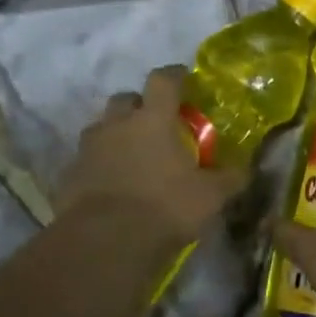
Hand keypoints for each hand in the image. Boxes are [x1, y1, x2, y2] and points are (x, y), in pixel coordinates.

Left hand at [59, 66, 247, 245]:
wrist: (106, 241)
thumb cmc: (166, 207)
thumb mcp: (211, 195)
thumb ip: (230, 178)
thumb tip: (245, 169)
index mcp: (153, 120)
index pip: (163, 80)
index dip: (175, 75)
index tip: (184, 77)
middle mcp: (117, 125)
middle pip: (125, 99)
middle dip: (140, 106)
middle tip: (157, 124)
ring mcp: (88, 149)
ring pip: (102, 128)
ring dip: (118, 135)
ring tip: (134, 156)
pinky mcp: (69, 175)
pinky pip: (88, 160)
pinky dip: (101, 165)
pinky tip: (114, 185)